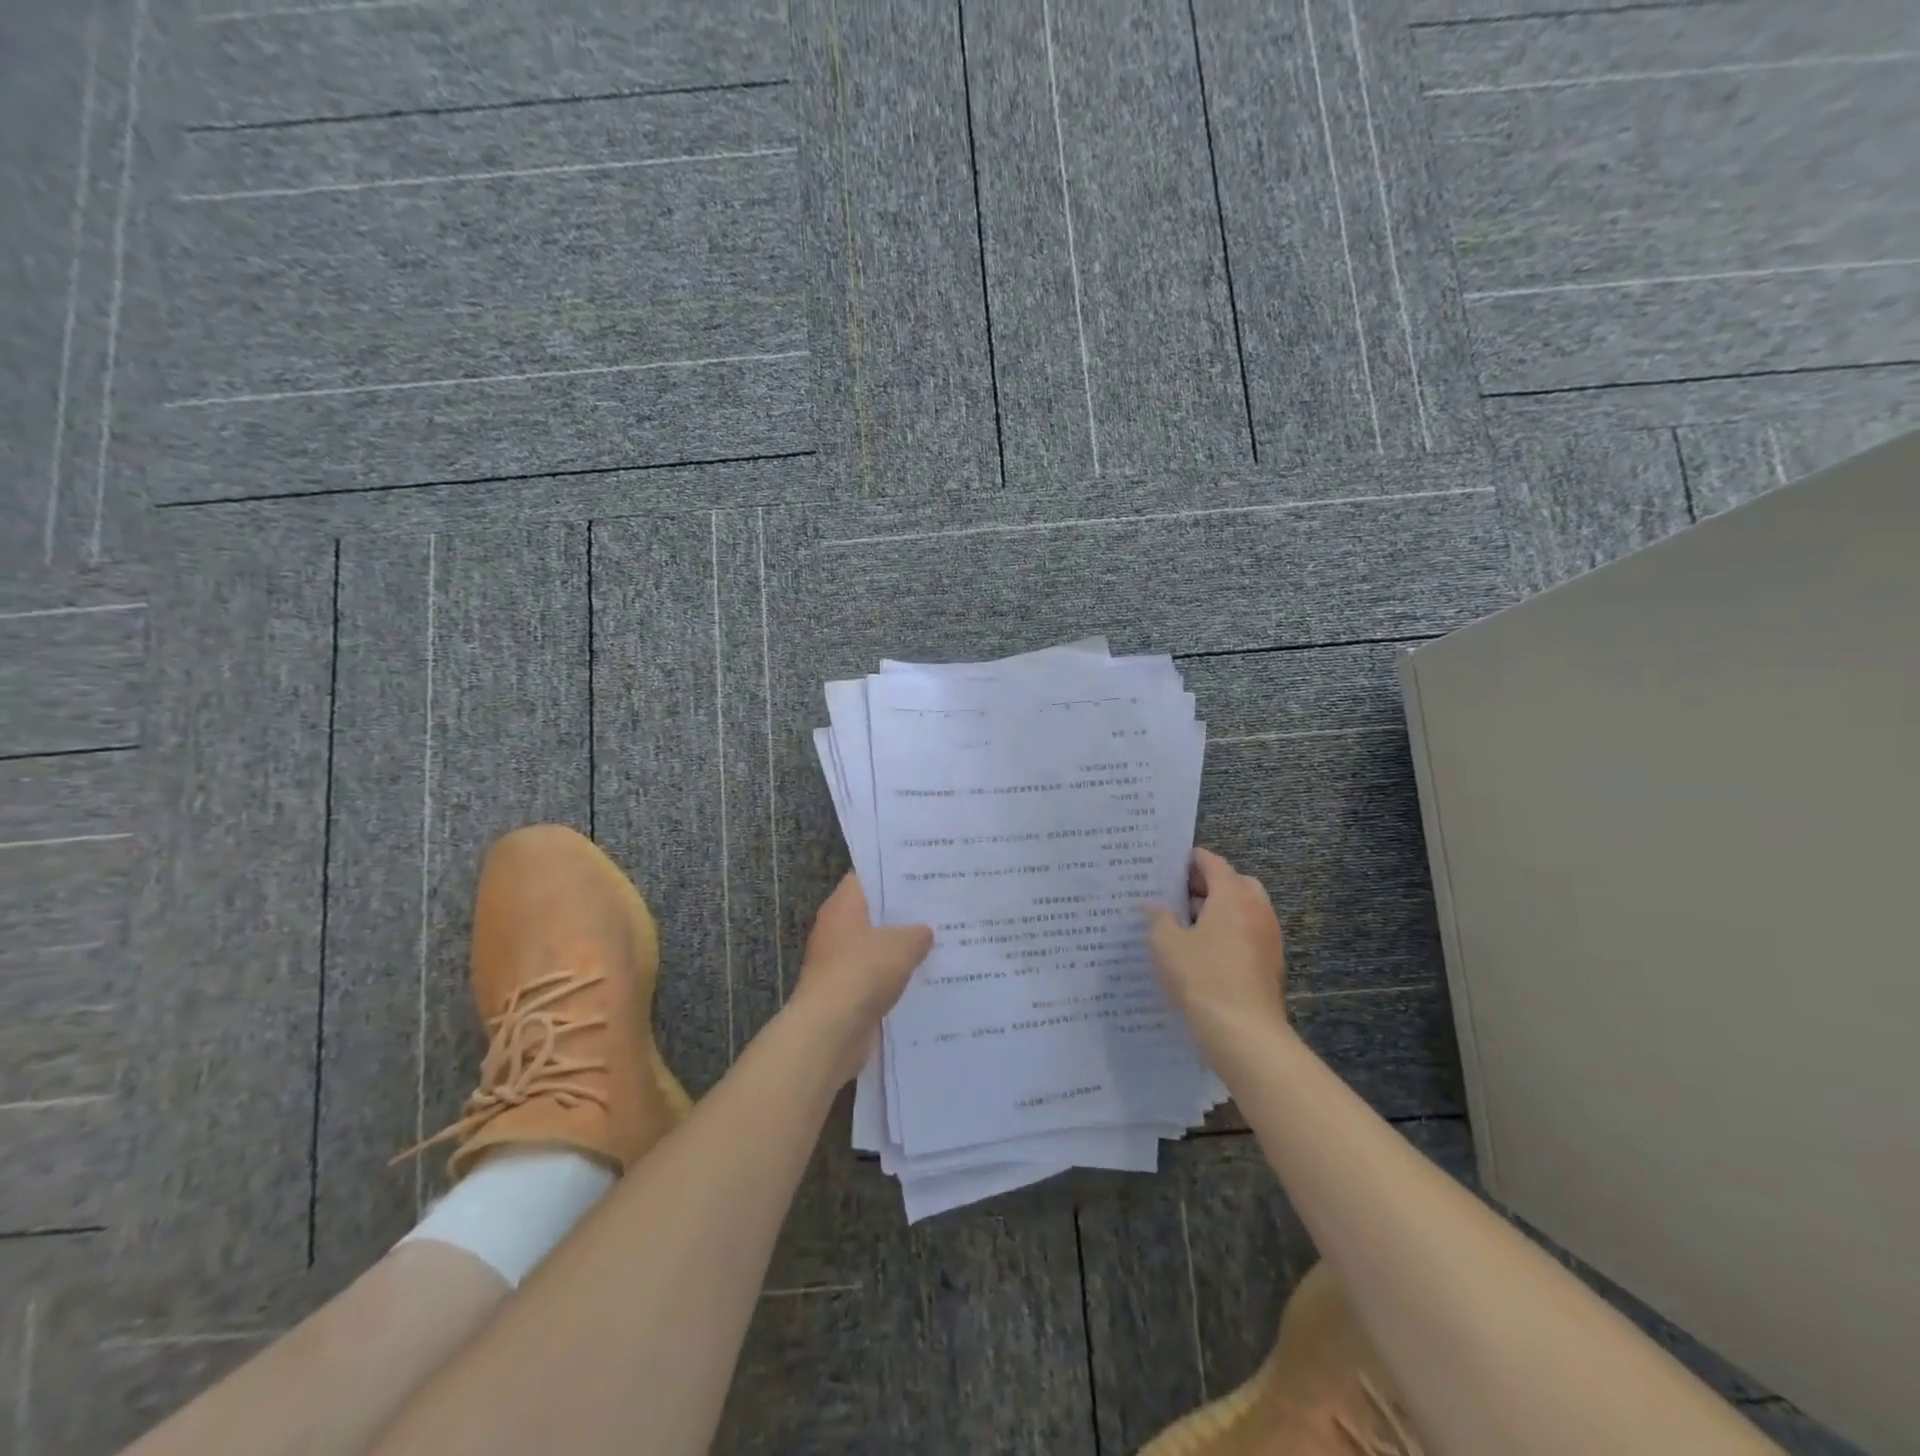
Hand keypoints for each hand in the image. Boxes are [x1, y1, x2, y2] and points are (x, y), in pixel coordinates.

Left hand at [788, 874, 932, 1080]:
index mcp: (843, 906)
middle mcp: (835, 929)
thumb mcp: (902, 946)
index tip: (921, 874)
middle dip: (901, 913)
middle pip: (871, 913)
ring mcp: (837, 962)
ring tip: (937, 942)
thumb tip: (924, 931)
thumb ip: (917, 933)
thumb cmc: (863, 973)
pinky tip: (922, 977)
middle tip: (936, 907)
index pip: (866, 877)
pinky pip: (874, 976)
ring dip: (899, 948)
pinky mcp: (844, 992)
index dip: (892, 874)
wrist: (830, 1031)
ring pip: (874, 947)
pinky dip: (893, 977)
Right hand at [1148, 848, 1287, 1056]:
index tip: (1170, 863)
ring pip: (1245, 910)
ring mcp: (1269, 937)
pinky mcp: (1271, 964)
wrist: (1244, 1033)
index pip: (1214, 863)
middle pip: (1235, 882)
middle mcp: (1256, 909)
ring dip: (1220, 910)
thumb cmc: (1201, 977)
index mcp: (1232, 895)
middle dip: (1209, 884)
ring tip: (1187, 924)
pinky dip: (1230, 932)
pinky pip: (1249, 934)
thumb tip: (1152, 906)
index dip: (1192, 859)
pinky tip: (1204, 952)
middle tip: (1180, 894)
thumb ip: (1158, 918)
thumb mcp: (1166, 944)